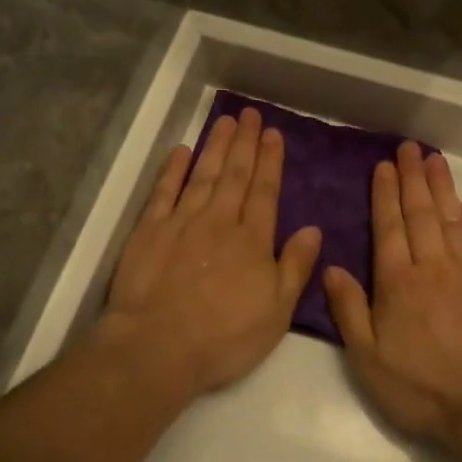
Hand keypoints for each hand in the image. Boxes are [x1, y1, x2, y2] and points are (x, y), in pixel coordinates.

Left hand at [94, 107, 321, 404]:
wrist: (157, 347)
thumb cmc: (224, 337)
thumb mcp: (276, 312)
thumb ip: (295, 267)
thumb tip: (313, 229)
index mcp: (252, 240)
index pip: (265, 191)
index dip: (270, 161)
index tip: (273, 134)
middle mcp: (219, 221)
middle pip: (235, 175)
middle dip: (245, 143)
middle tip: (250, 114)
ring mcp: (181, 222)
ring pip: (203, 175)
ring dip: (215, 147)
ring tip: (225, 121)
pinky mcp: (149, 231)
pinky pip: (164, 192)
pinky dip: (173, 170)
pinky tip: (181, 151)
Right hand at [324, 142, 461, 445]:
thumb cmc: (424, 388)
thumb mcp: (368, 359)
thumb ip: (349, 310)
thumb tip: (331, 267)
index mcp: (398, 283)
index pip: (388, 228)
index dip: (384, 195)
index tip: (383, 166)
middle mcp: (434, 267)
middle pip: (421, 214)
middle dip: (413, 179)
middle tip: (409, 148)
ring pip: (453, 221)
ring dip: (443, 189)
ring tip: (435, 160)